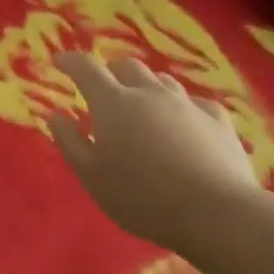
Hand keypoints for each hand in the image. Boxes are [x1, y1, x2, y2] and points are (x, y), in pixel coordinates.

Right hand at [46, 51, 259, 254]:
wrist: (216, 212)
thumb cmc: (140, 196)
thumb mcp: (91, 175)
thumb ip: (69, 141)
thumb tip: (55, 115)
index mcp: (113, 103)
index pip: (87, 68)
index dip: (71, 61)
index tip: (60, 61)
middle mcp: (150, 93)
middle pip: (127, 66)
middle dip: (110, 70)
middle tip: (101, 86)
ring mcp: (187, 104)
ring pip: (162, 80)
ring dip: (144, 85)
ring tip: (139, 104)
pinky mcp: (218, 120)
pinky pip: (194, 102)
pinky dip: (180, 106)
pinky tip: (182, 121)